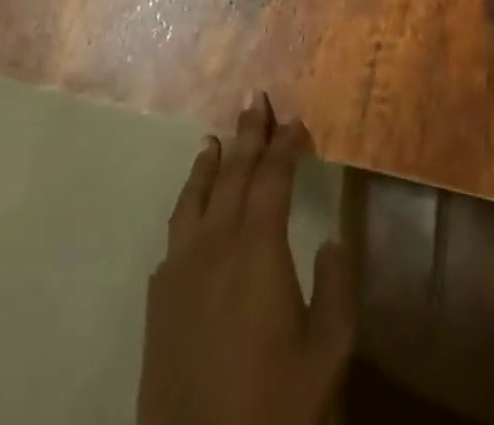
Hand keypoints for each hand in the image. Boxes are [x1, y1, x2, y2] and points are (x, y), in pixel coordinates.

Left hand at [138, 95, 355, 424]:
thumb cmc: (275, 410)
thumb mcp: (327, 353)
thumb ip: (336, 287)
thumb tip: (330, 239)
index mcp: (258, 250)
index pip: (272, 178)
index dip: (285, 145)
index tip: (297, 121)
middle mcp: (214, 247)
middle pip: (232, 175)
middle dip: (247, 135)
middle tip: (255, 99)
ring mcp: (179, 274)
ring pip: (194, 200)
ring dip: (208, 164)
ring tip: (215, 139)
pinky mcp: (158, 304)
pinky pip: (174, 236)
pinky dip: (187, 207)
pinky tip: (193, 210)